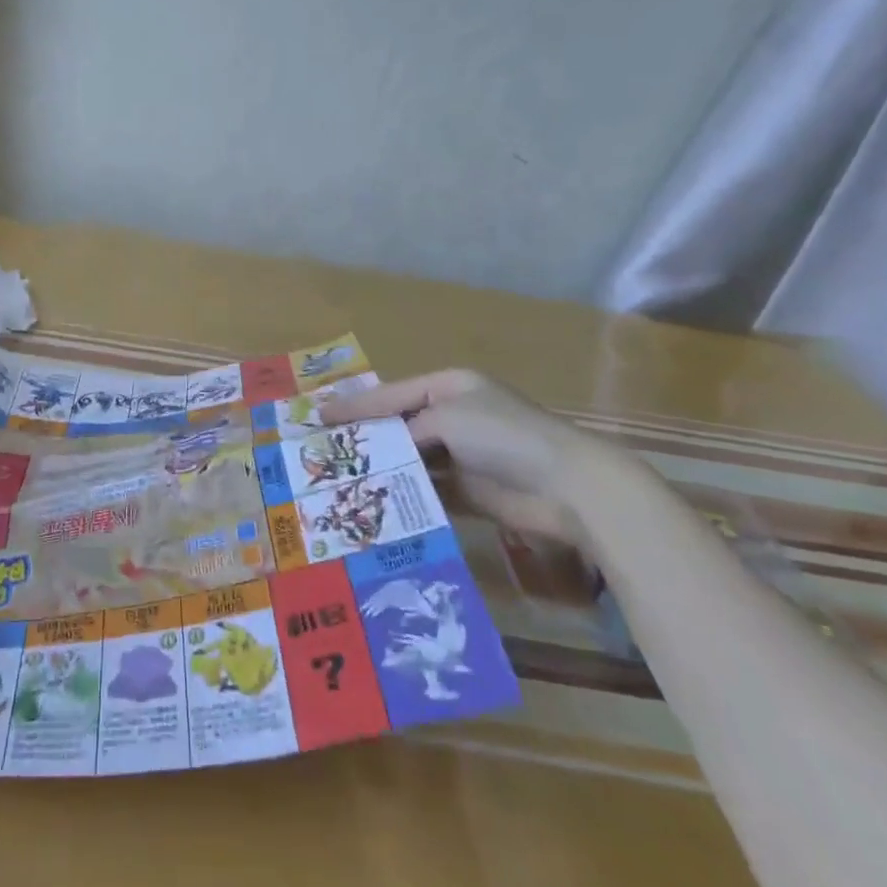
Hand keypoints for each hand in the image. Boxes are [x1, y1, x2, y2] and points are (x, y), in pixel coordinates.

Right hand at [321, 369, 615, 542]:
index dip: (355, 405)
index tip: (319, 415)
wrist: (567, 486)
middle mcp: (453, 415)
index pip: (392, 393)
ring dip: (384, 467)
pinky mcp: (469, 489)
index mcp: (450, 386)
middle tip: (326, 449)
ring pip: (411, 458)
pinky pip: (428, 487)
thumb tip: (388, 451)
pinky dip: (406, 492)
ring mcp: (462, 453)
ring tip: (342, 478)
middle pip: (399, 424)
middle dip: (366, 437)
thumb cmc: (502, 435)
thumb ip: (408, 429)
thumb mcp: (447, 417)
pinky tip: (377, 500)